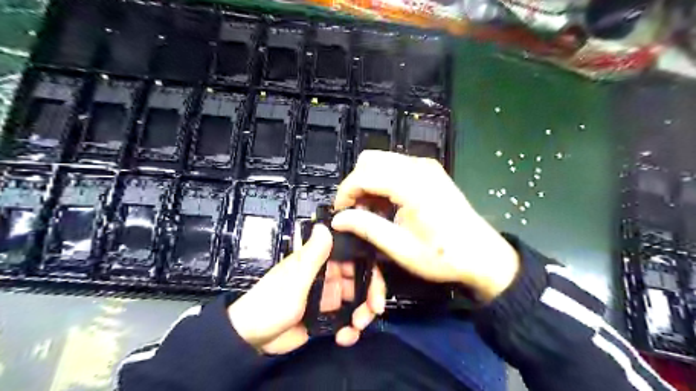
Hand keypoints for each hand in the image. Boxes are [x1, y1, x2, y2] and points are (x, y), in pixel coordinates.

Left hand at [228, 223, 386, 354]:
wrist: (252, 338)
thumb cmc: (271, 303)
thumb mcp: (294, 279)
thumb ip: (312, 254)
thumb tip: (325, 224)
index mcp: (320, 261)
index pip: (354, 257)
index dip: (370, 268)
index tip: (378, 287)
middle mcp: (328, 276)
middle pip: (360, 280)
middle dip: (370, 296)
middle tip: (372, 312)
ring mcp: (328, 296)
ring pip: (357, 301)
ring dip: (362, 314)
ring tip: (355, 328)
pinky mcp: (326, 315)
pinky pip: (346, 319)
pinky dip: (350, 329)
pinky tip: (345, 337)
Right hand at [334, 152, 519, 300]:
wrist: (482, 255)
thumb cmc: (442, 255)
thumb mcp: (400, 247)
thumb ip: (366, 228)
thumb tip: (338, 220)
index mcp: (411, 184)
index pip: (364, 175)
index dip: (345, 193)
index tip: (340, 214)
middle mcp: (418, 166)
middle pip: (370, 160)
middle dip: (356, 184)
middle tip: (356, 212)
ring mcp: (426, 166)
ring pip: (381, 161)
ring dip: (369, 182)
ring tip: (370, 211)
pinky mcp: (430, 171)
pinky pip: (395, 166)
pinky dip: (383, 181)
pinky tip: (386, 204)